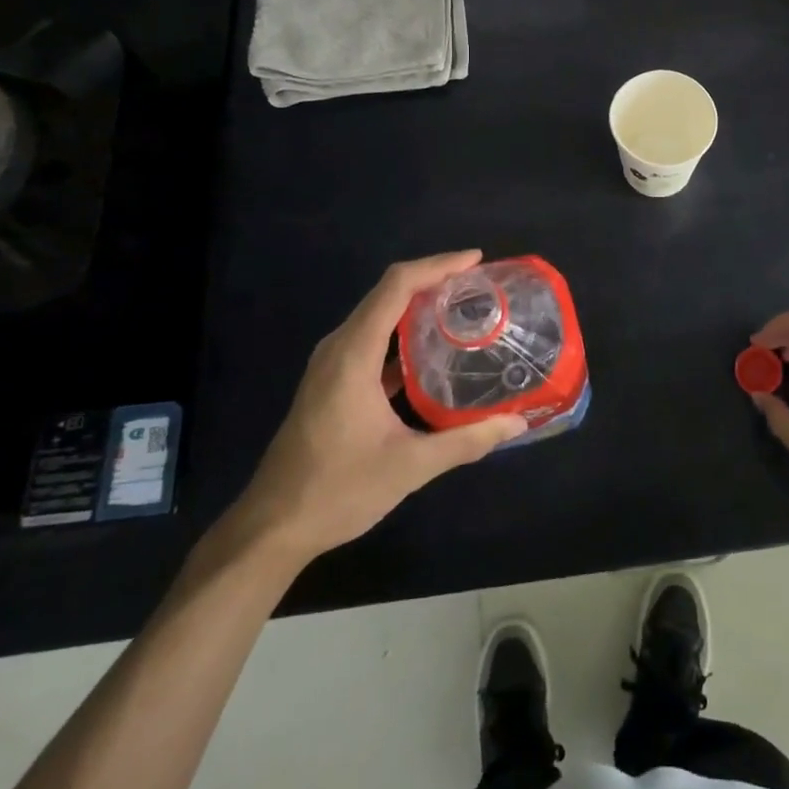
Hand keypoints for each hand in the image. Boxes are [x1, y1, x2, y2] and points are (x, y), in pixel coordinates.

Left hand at [223, 251, 526, 565]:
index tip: (476, 261)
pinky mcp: (331, 381)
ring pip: (378, 314)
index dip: (438, 265)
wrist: (271, 528)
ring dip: (418, 303)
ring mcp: (331, 363)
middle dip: (433, 279)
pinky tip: (432, 349)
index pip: (396, 286)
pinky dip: (403, 331)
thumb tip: (517, 422)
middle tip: (479, 284)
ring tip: (463, 307)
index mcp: (352, 354)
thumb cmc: (338, 490)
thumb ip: (466, 441)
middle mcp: (339, 347)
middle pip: (387, 292)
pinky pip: (372, 338)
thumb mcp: (410, 467)